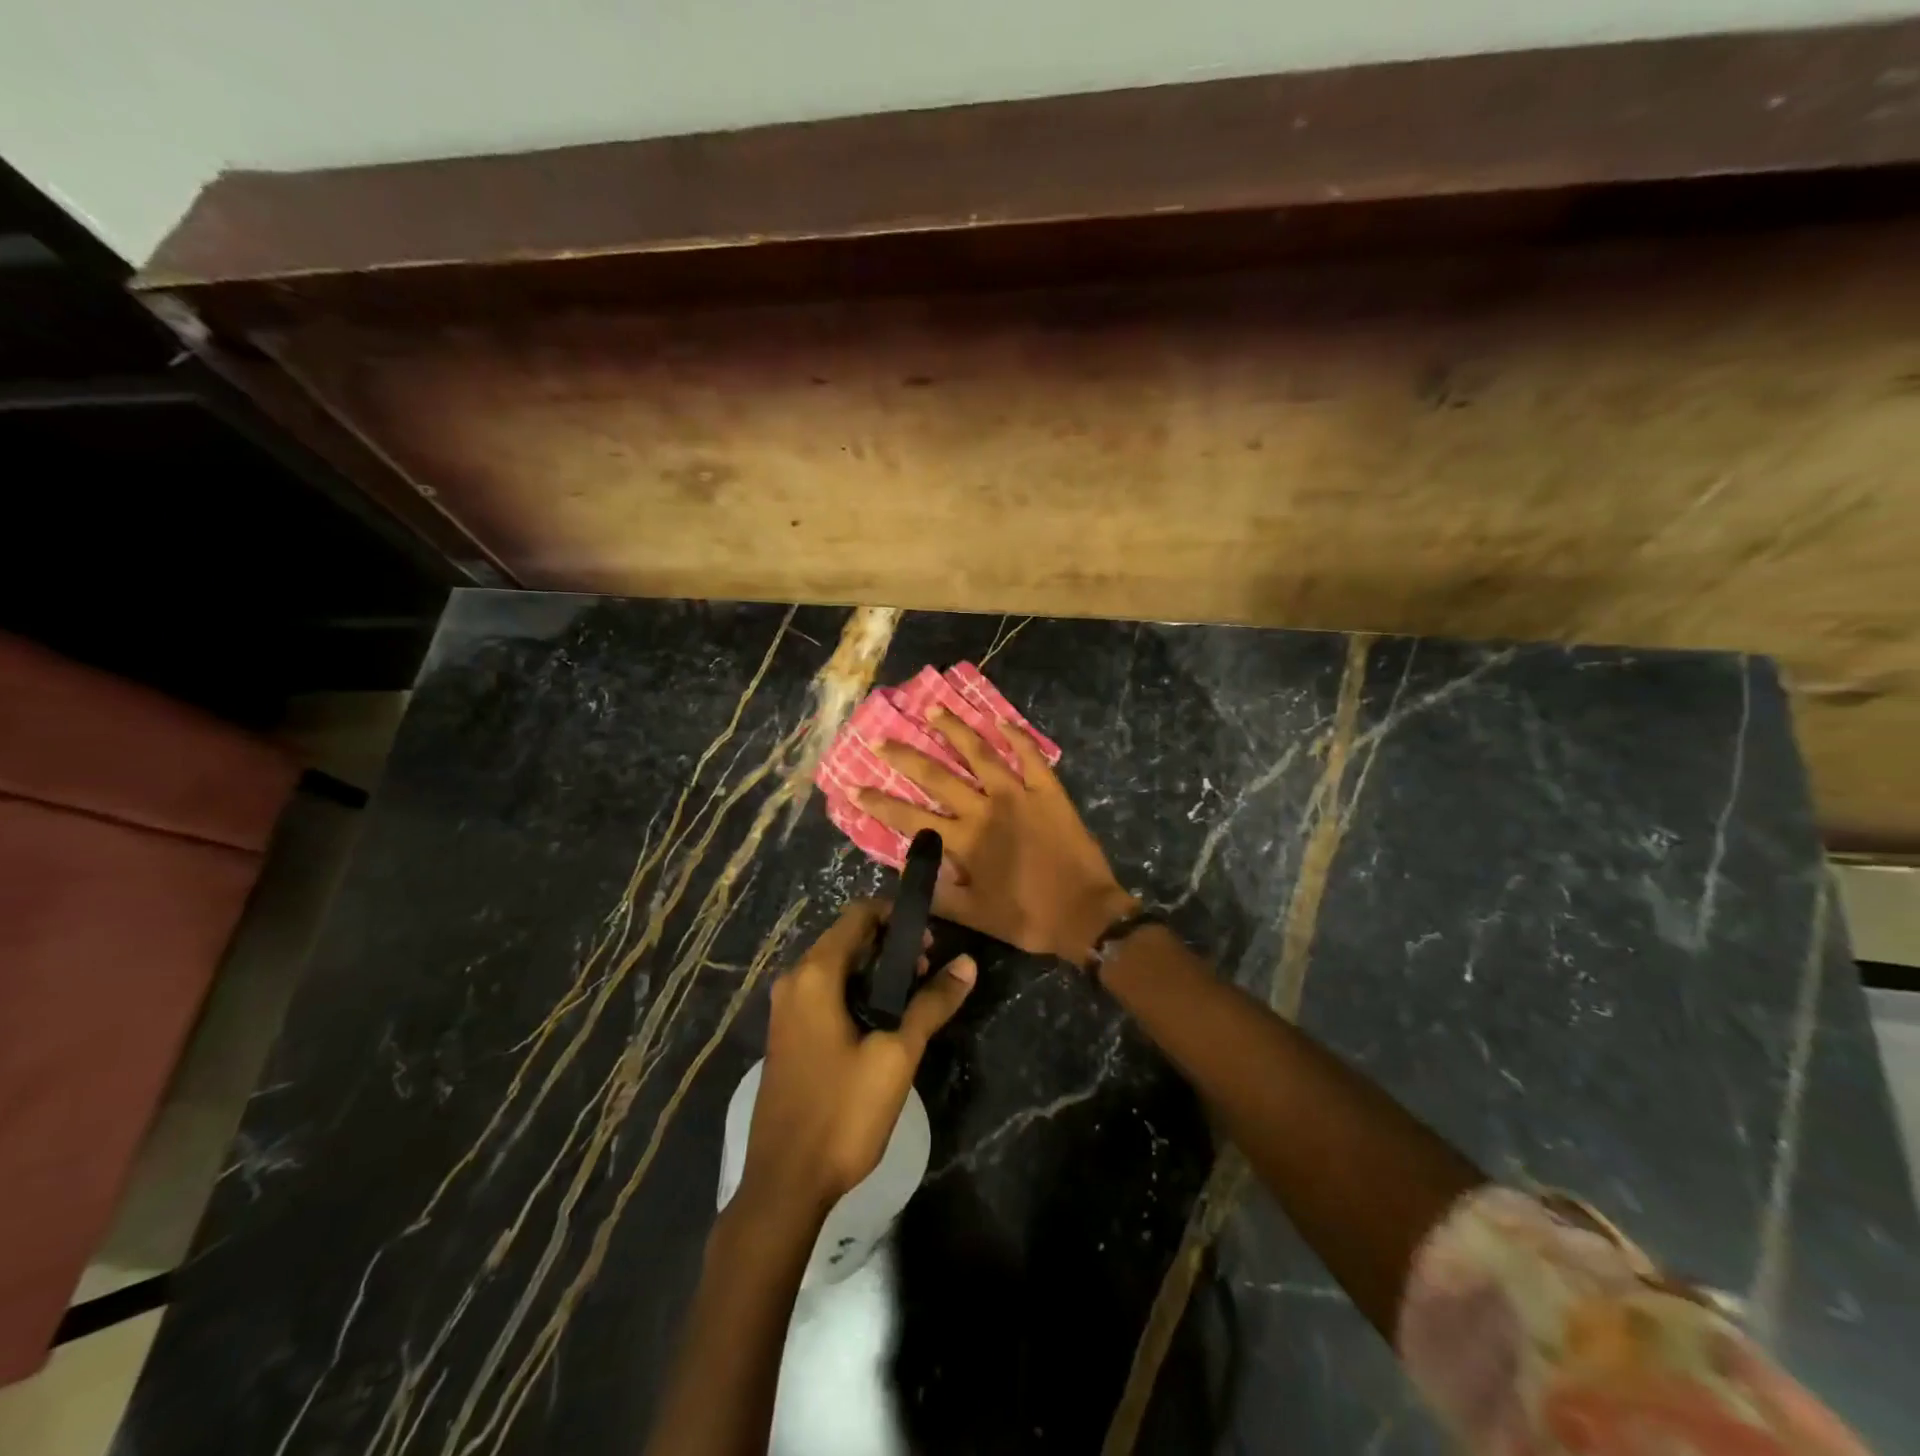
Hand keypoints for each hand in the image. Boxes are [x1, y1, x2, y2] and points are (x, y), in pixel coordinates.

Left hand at [739, 900, 975, 1216]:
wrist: (785, 1185)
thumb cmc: (842, 1113)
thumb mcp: (897, 1056)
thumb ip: (932, 1004)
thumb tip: (967, 963)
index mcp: (815, 974)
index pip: (858, 915)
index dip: (897, 918)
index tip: (930, 942)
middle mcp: (794, 981)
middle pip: (847, 938)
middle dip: (890, 945)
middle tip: (928, 972)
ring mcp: (786, 1010)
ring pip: (837, 966)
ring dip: (876, 970)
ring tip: (913, 999)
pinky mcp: (788, 1034)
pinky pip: (824, 992)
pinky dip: (856, 991)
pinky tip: (882, 1022)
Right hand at [857, 709, 1138, 964]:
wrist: (1085, 915)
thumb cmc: (1028, 917)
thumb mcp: (975, 916)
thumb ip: (937, 893)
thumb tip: (904, 871)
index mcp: (964, 841)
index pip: (910, 818)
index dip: (879, 803)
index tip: (853, 787)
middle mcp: (985, 809)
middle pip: (938, 776)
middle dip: (905, 756)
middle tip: (881, 738)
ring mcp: (1019, 795)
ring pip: (980, 753)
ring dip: (955, 730)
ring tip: (933, 708)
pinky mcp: (1048, 790)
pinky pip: (1030, 755)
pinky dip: (1015, 735)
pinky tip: (999, 719)